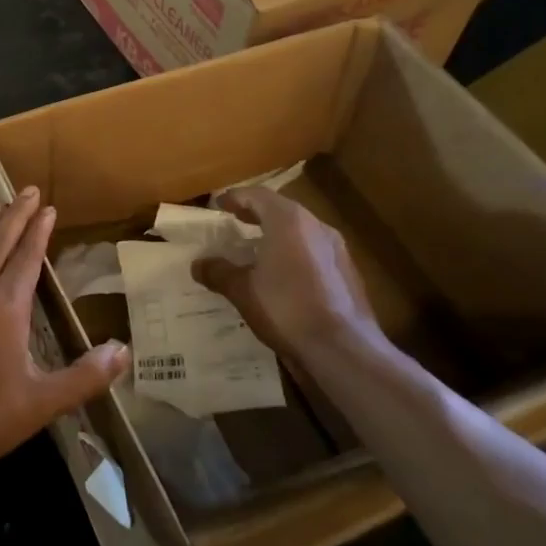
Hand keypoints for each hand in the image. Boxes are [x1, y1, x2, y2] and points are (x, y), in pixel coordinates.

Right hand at [192, 186, 387, 360]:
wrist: (343, 349)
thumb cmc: (286, 309)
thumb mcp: (242, 291)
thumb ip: (219, 272)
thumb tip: (198, 264)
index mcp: (289, 221)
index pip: (257, 196)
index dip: (235, 198)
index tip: (218, 204)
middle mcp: (316, 227)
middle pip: (281, 210)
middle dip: (257, 213)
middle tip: (236, 220)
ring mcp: (337, 249)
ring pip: (301, 231)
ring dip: (277, 234)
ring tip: (257, 248)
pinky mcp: (348, 273)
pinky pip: (314, 252)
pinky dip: (294, 254)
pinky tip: (283, 275)